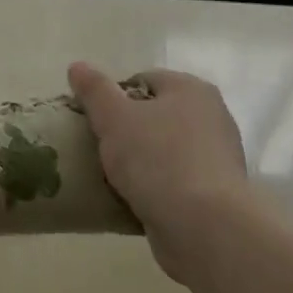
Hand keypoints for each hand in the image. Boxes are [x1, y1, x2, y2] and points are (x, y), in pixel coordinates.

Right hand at [68, 62, 250, 288]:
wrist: (203, 226)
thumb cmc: (157, 159)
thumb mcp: (114, 117)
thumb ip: (94, 89)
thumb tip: (77, 66)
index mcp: (191, 90)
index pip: (142, 80)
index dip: (111, 96)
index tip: (90, 120)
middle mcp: (211, 117)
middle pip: (153, 115)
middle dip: (124, 130)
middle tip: (96, 147)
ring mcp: (216, 158)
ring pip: (162, 150)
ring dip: (137, 161)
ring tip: (108, 177)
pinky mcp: (214, 194)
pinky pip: (172, 181)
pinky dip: (152, 187)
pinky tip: (131, 198)